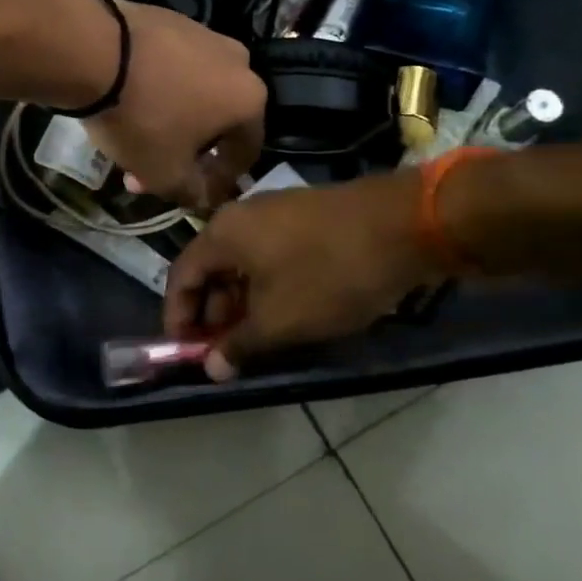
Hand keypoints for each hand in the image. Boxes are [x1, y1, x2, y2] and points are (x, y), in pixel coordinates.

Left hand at [85, 0, 264, 210]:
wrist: (95, 50)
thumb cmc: (142, 119)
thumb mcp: (166, 173)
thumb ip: (193, 192)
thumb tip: (203, 196)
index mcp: (249, 99)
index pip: (245, 152)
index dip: (219, 181)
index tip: (192, 195)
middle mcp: (238, 61)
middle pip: (216, 121)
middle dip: (185, 153)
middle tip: (151, 173)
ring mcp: (203, 34)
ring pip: (192, 92)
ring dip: (169, 122)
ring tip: (132, 142)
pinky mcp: (170, 19)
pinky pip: (171, 66)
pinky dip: (156, 89)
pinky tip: (126, 103)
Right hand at [164, 169, 433, 379]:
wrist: (403, 226)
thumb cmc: (329, 274)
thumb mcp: (280, 320)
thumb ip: (239, 345)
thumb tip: (211, 368)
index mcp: (222, 234)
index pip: (181, 276)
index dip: (178, 317)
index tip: (184, 352)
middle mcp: (241, 216)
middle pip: (210, 268)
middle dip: (212, 313)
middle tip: (224, 351)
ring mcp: (275, 212)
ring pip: (242, 264)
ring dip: (241, 302)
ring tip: (256, 338)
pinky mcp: (304, 217)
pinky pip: (269, 255)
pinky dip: (266, 286)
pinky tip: (286, 311)